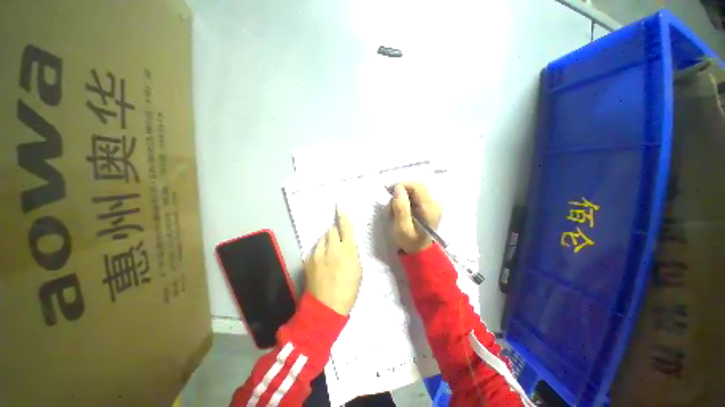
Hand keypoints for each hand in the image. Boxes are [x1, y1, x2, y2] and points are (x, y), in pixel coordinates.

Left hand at [304, 208, 361, 314]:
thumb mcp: (358, 270)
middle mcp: (332, 248)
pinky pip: (315, 248)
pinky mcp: (308, 259)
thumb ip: (352, 252)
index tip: (339, 207)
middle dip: (335, 232)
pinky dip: (319, 250)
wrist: (326, 307)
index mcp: (347, 250)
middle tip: (337, 241)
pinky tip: (322, 261)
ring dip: (327, 241)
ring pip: (322, 238)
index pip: (345, 227)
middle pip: (331, 230)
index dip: (343, 216)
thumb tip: (347, 243)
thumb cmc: (348, 290)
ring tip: (329, 252)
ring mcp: (318, 253)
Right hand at [391, 182, 442, 253]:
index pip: (417, 187)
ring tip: (395, 207)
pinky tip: (402, 207)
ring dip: (404, 195)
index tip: (389, 191)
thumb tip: (398, 188)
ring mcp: (434, 204)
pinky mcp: (431, 206)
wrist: (420, 251)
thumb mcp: (402, 227)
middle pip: (417, 187)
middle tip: (391, 200)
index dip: (402, 185)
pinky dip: (408, 199)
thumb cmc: (410, 241)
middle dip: (402, 190)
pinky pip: (418, 196)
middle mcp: (435, 203)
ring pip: (416, 190)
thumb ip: (401, 207)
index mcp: (430, 209)